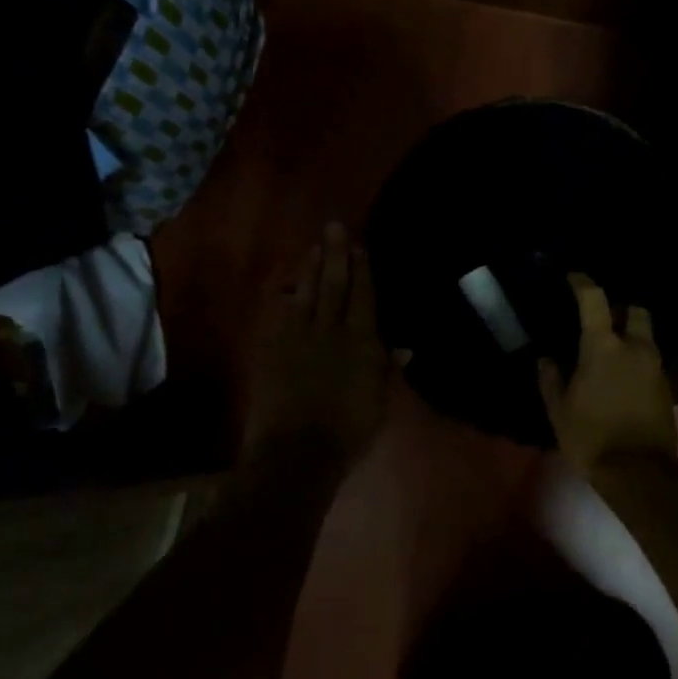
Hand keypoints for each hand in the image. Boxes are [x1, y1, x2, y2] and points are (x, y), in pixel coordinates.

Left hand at [243, 222, 390, 468]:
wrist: (298, 451)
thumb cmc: (349, 431)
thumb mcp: (379, 401)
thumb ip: (388, 369)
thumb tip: (404, 346)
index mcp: (362, 342)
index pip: (364, 297)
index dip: (363, 270)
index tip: (360, 246)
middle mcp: (331, 331)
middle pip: (334, 286)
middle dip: (336, 255)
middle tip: (334, 226)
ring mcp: (298, 338)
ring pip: (306, 294)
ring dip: (310, 268)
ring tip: (314, 246)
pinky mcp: (273, 349)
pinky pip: (280, 315)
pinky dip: (285, 298)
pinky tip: (287, 286)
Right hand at [538, 273, 677, 477]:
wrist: (639, 473)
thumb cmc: (591, 438)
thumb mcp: (559, 411)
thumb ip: (551, 379)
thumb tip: (546, 359)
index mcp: (604, 347)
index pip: (594, 299)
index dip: (582, 283)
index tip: (573, 278)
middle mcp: (635, 348)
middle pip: (635, 312)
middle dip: (620, 311)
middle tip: (602, 322)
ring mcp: (656, 368)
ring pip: (645, 338)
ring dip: (630, 338)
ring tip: (609, 355)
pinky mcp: (667, 388)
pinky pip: (650, 362)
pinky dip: (637, 362)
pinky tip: (622, 379)